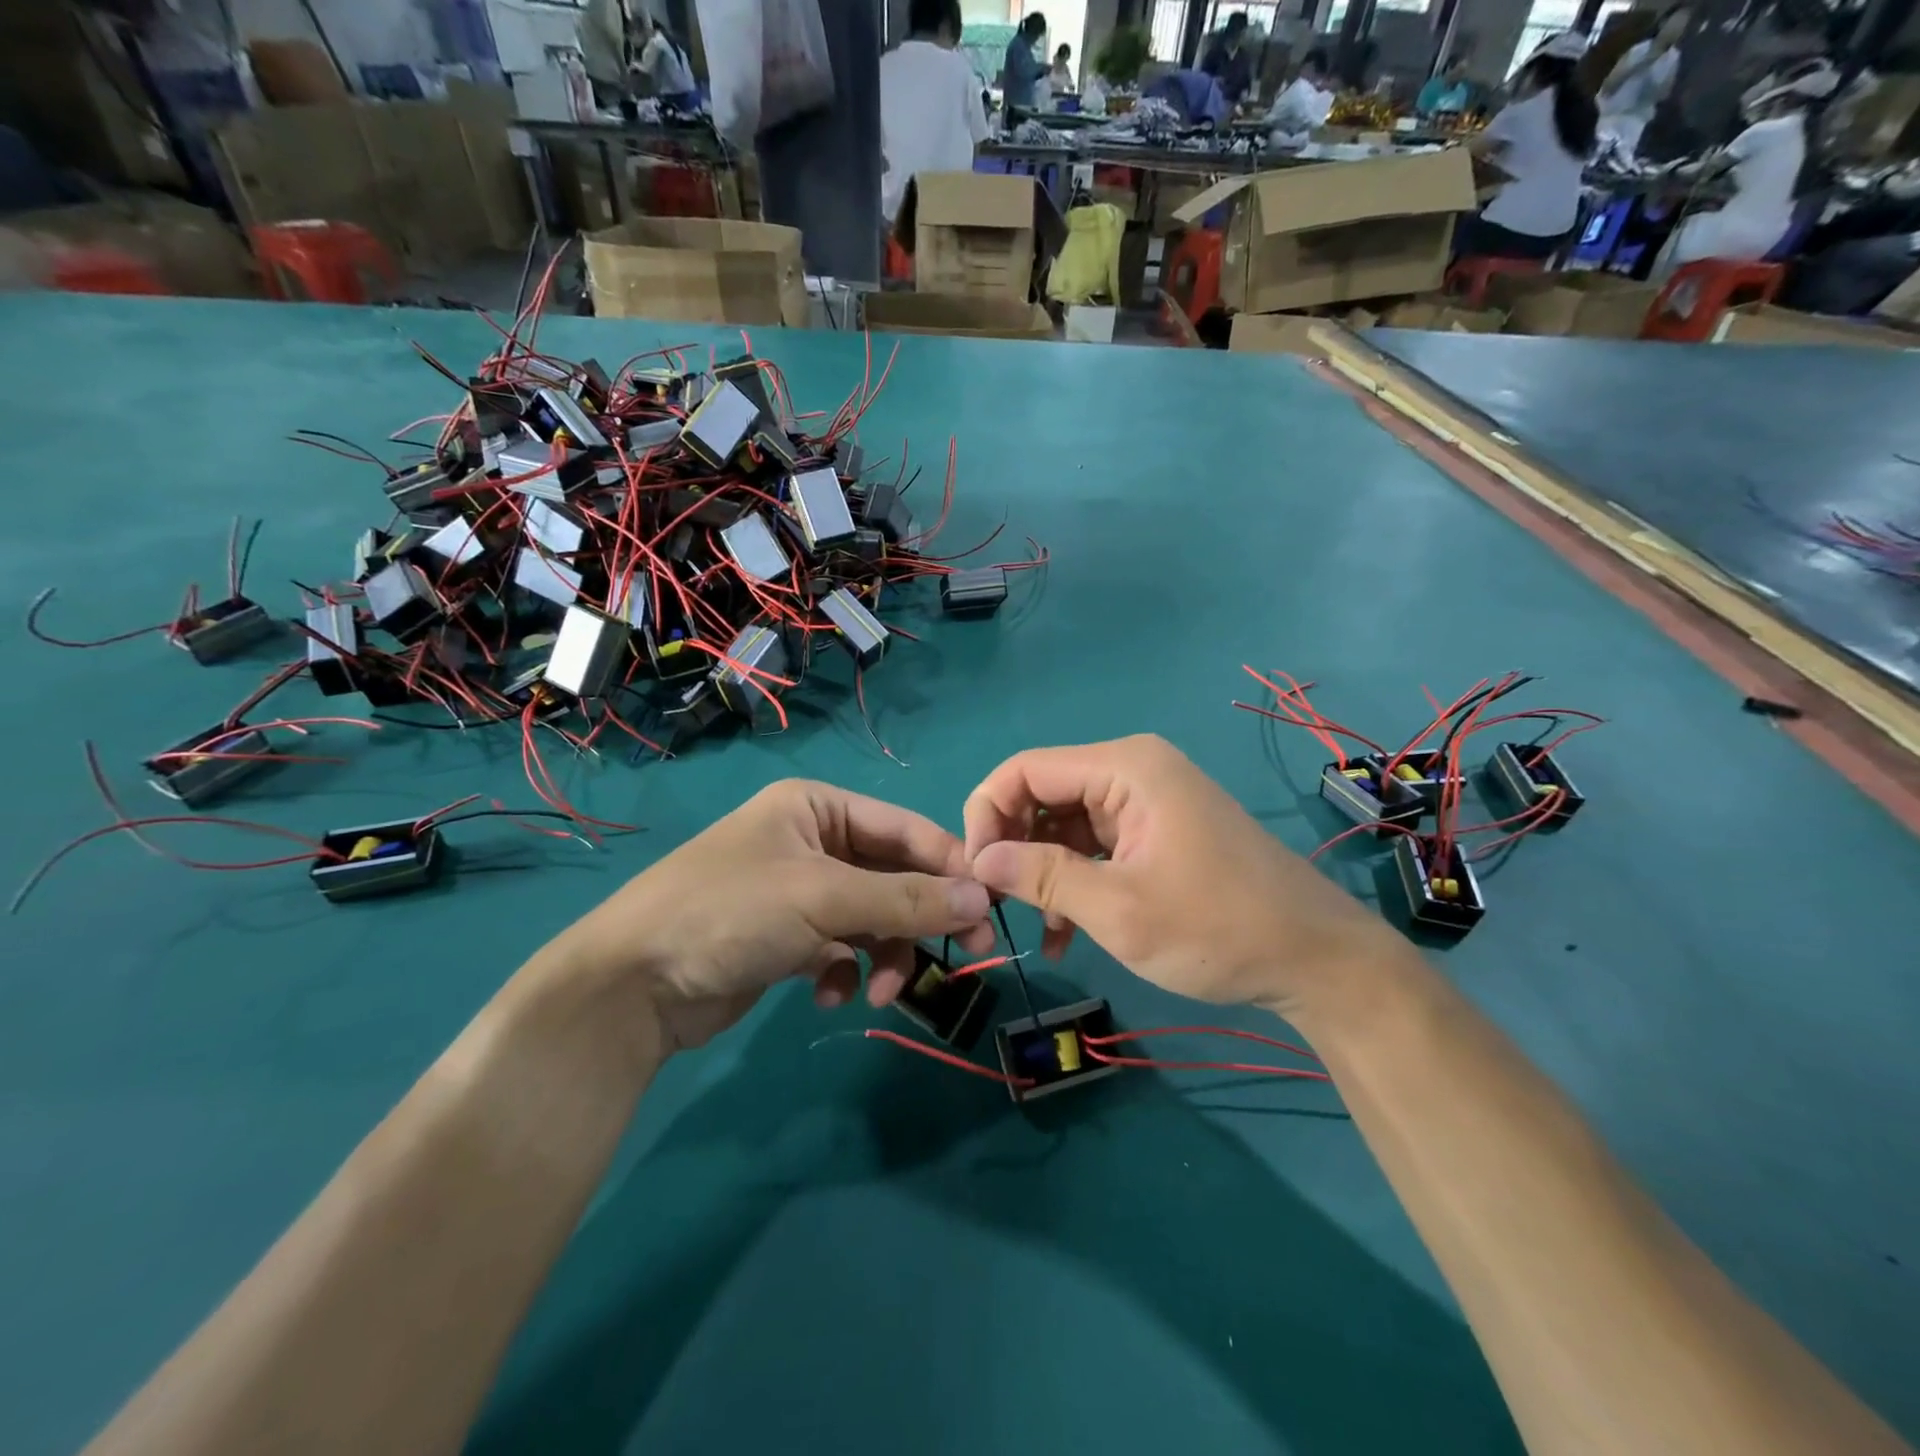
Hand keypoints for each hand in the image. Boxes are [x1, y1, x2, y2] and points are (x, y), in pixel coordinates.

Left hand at [543, 782, 995, 1054]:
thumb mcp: (823, 898)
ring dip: (884, 953)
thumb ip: (906, 899)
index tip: (991, 908)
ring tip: (879, 990)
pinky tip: (831, 995)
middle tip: (967, 955)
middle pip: (892, 876)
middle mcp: (811, 841)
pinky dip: (845, 971)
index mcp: (817, 806)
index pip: (905, 829)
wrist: (630, 987)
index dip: (950, 866)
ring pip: (871, 918)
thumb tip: (982, 899)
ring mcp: (798, 892)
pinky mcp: (786, 938)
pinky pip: (841, 949)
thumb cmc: (730, 913)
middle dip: (919, 919)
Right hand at [963, 735, 1409, 1020]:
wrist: (1317, 961)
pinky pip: (1096, 844)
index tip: (974, 871)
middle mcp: (1132, 770)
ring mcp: (1147, 801)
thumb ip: (1042, 877)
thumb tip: (977, 859)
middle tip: (997, 903)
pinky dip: (1074, 880)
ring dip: (1043, 872)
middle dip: (1013, 846)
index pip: (1025, 769)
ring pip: (1065, 824)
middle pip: (1043, 794)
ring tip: (1035, 928)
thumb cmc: (1217, 929)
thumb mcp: (1118, 909)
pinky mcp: (1157, 831)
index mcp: (1125, 767)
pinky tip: (1063, 932)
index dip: (986, 813)